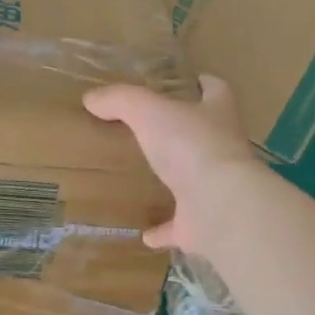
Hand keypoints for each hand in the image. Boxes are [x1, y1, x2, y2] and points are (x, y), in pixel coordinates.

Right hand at [83, 75, 263, 250]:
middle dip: (186, 134)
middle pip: (207, 136)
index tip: (192, 81)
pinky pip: (180, 226)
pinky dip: (164, 230)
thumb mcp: (149, 111)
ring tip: (147, 180)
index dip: (205, 84)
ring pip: (196, 182)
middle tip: (154, 132)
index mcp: (217, 116)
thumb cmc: (191, 146)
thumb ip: (120, 100)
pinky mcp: (204, 223)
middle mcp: (223, 150)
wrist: (218, 204)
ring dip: (176, 182)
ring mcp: (216, 189)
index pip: (217, 91)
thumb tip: (92, 98)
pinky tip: (144, 233)